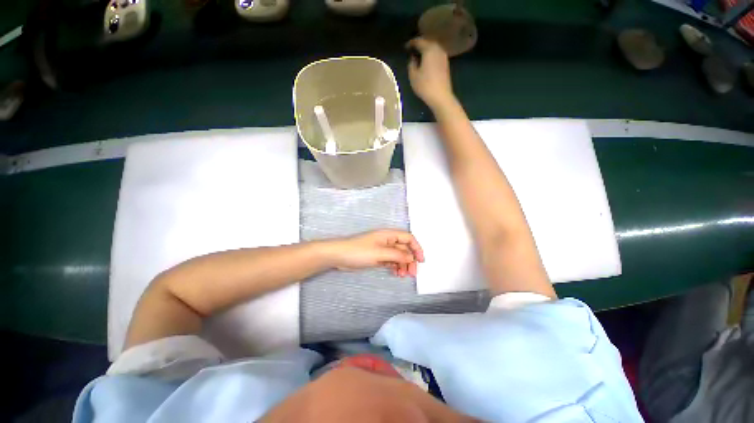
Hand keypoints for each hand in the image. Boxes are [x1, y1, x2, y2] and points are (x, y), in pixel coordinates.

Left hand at [327, 229, 424, 277]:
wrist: (339, 256)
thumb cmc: (360, 251)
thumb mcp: (380, 253)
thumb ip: (397, 255)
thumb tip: (412, 258)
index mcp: (389, 235)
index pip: (408, 238)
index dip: (416, 248)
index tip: (421, 261)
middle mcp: (387, 240)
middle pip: (404, 248)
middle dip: (410, 260)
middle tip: (412, 273)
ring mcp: (382, 249)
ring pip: (398, 256)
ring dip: (403, 265)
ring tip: (403, 276)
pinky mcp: (377, 256)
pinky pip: (391, 261)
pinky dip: (395, 267)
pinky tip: (396, 273)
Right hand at [406, 37, 454, 109]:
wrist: (441, 96)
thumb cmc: (425, 85)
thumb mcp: (413, 76)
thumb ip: (411, 64)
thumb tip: (413, 58)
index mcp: (429, 49)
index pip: (419, 41)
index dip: (411, 43)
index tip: (405, 47)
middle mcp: (438, 49)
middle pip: (428, 42)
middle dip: (419, 44)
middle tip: (412, 49)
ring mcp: (443, 56)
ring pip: (433, 48)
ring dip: (426, 50)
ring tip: (418, 55)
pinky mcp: (445, 64)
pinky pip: (436, 55)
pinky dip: (430, 55)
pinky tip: (426, 62)